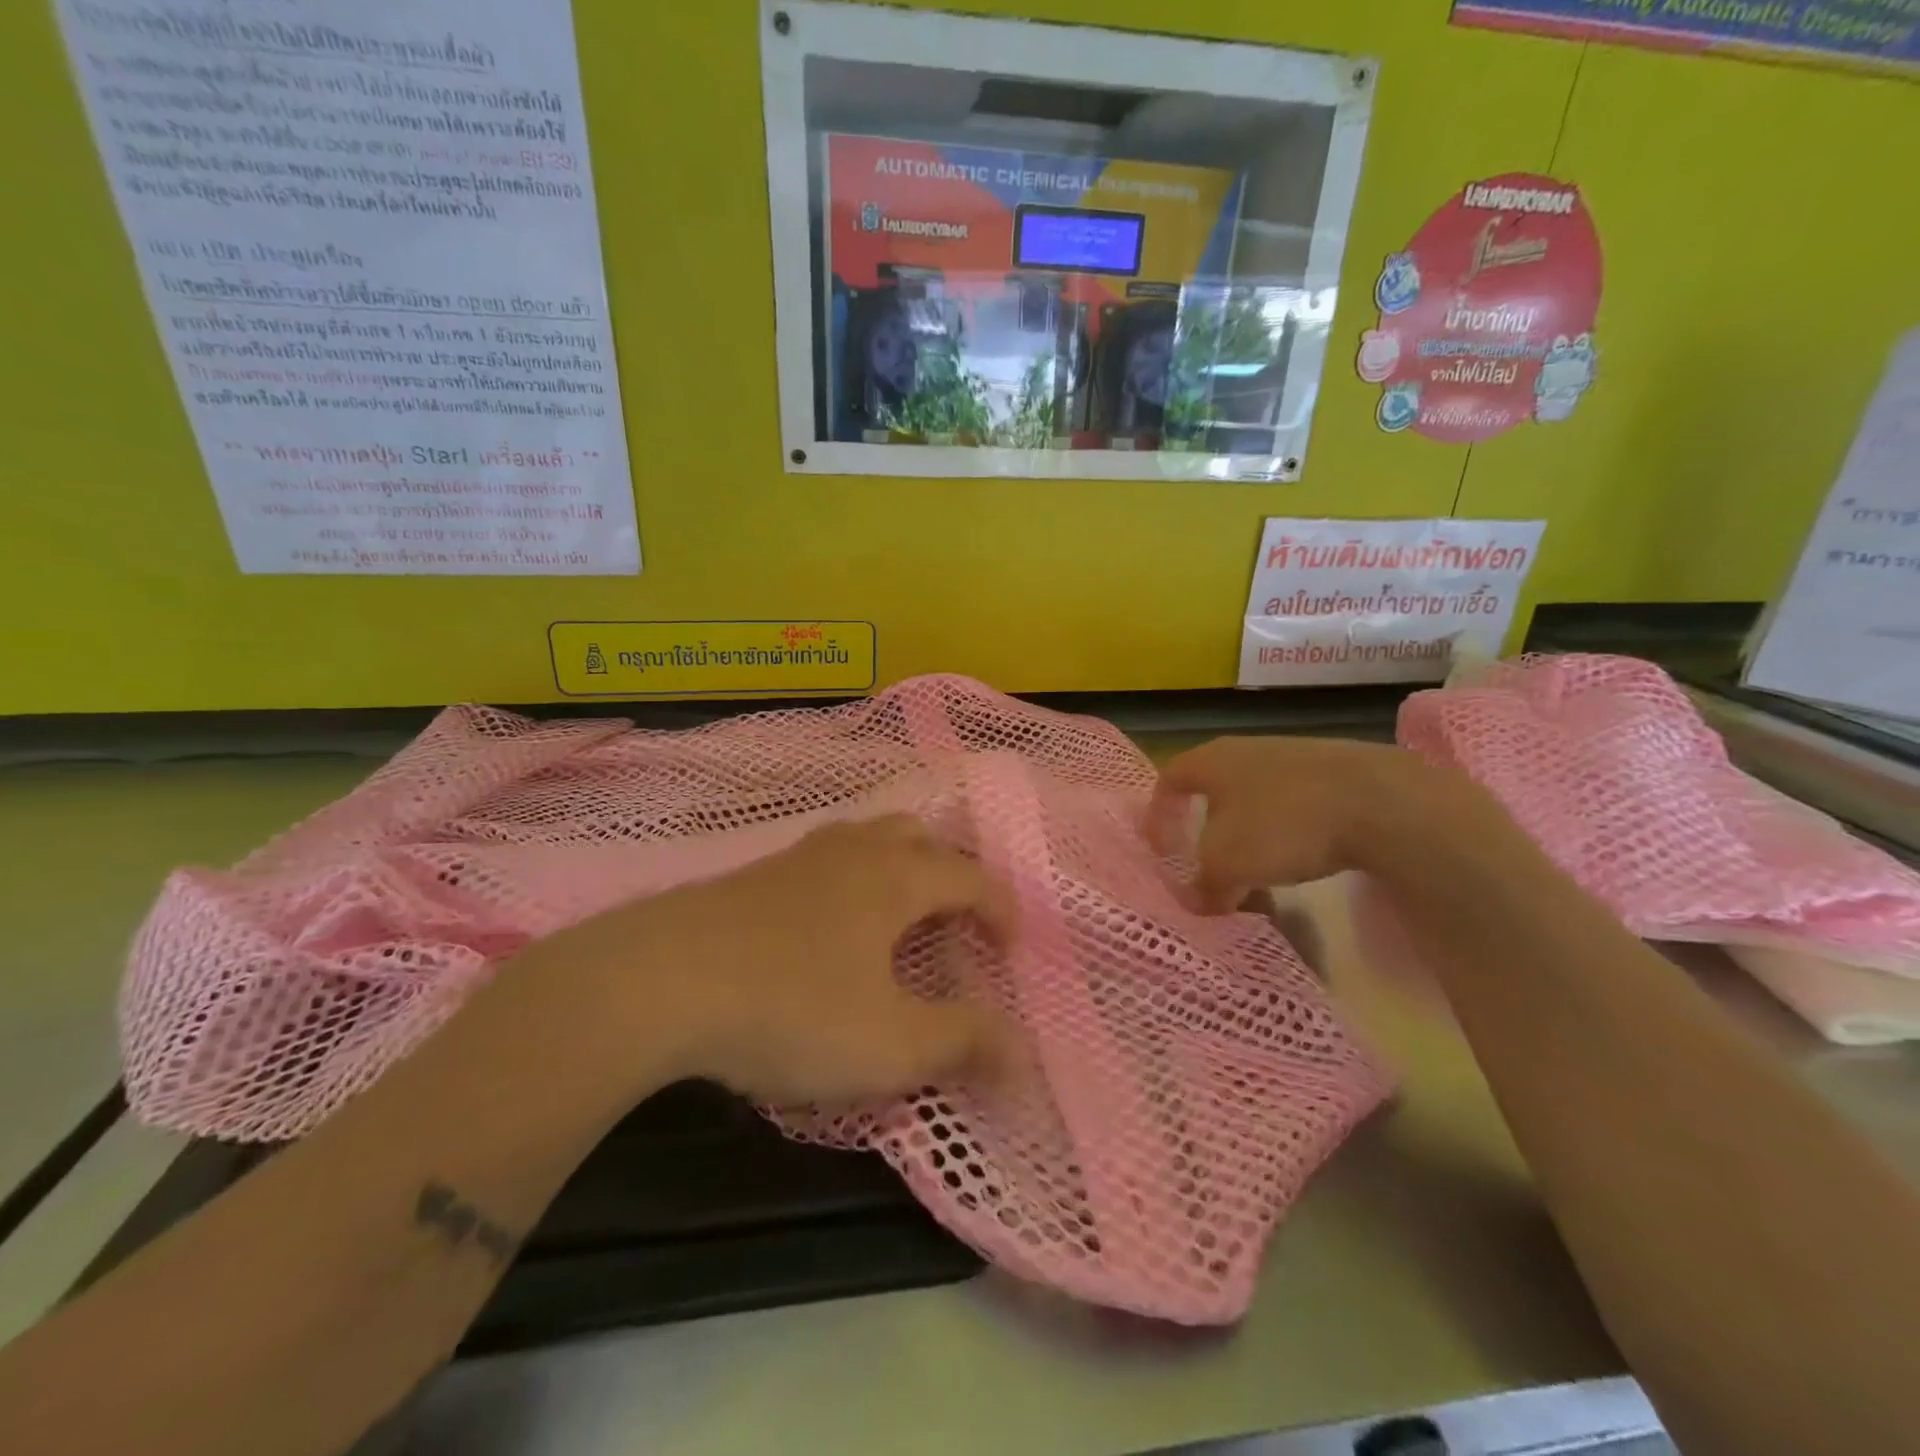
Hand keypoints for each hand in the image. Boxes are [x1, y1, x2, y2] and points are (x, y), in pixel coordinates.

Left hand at [531, 816, 1016, 1106]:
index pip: (969, 879)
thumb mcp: (890, 1044)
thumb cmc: (792, 1008)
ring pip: (864, 840)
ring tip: (894, 919)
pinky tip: (825, 928)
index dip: (999, 909)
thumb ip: (962, 1043)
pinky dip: (847, 883)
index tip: (1010, 948)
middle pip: (917, 837)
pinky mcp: (750, 876)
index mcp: (896, 879)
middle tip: (952, 922)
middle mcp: (852, 853)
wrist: (657, 981)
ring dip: (894, 869)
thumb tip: (1019, 1051)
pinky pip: (821, 862)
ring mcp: (797, 858)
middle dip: (947, 873)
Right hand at [1148, 735, 1476, 912]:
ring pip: (1256, 798)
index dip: (1159, 814)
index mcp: (1212, 760)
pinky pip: (1295, 802)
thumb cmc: (1284, 824)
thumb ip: (1204, 885)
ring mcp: (1295, 756)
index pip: (1169, 779)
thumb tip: (1199, 902)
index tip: (1160, 847)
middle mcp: (1248, 749)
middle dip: (1207, 828)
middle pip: (1214, 789)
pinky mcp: (1336, 771)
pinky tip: (1305, 857)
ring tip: (1259, 871)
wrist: (1383, 802)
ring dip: (1250, 834)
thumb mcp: (1228, 864)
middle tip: (1209, 865)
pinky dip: (1288, 832)